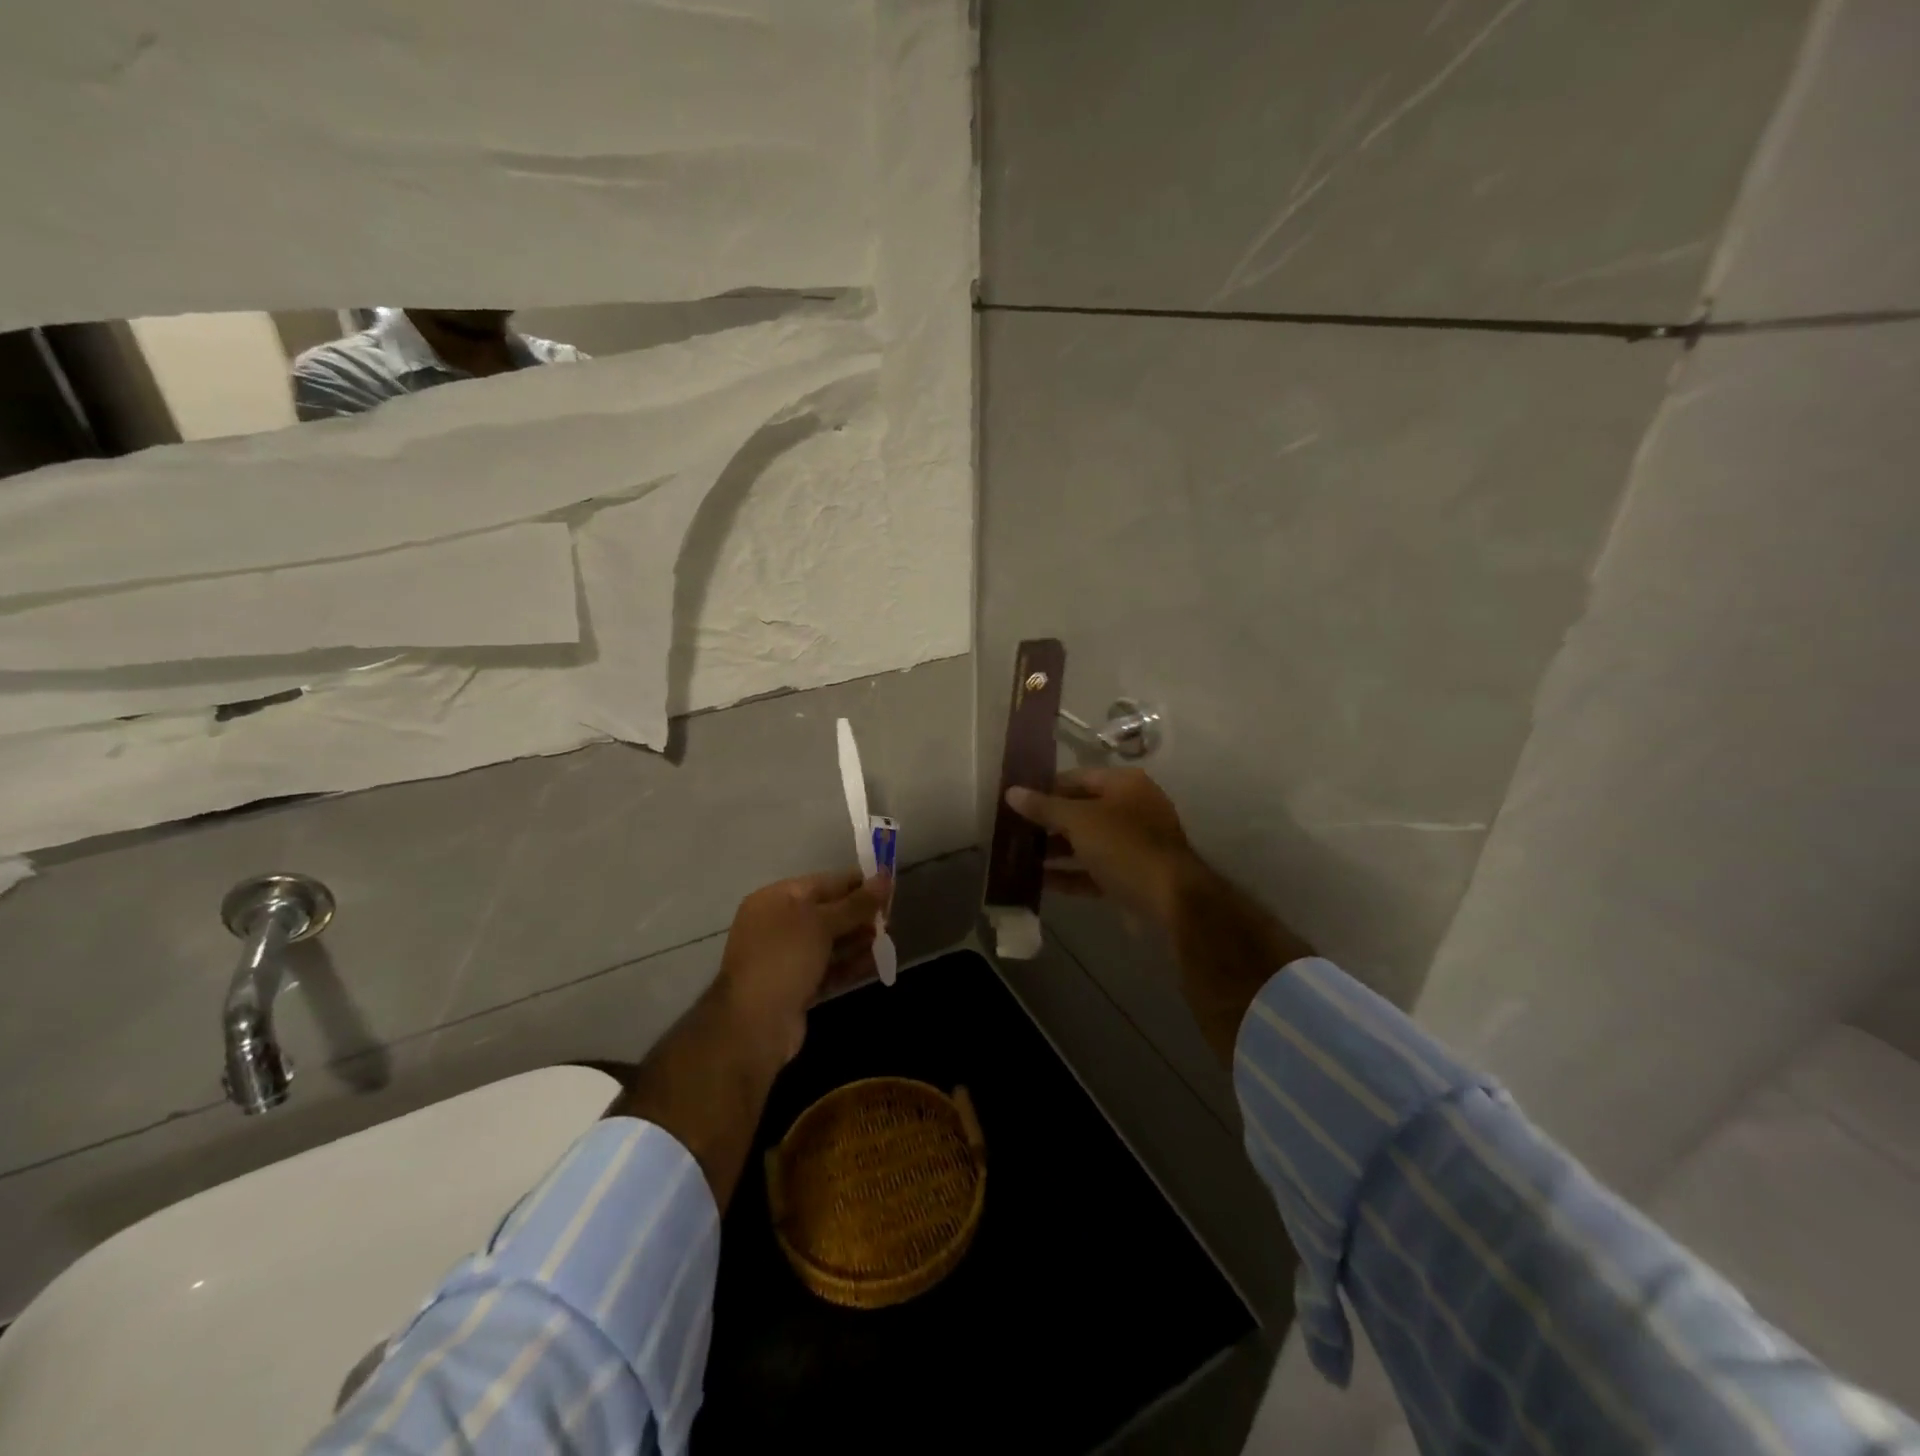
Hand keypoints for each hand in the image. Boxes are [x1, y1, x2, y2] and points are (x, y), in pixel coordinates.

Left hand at [713, 869, 891, 1066]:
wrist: (753, 1025)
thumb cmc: (784, 959)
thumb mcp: (822, 923)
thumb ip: (856, 903)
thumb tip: (885, 877)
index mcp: (776, 899)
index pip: (824, 883)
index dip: (857, 883)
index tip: (890, 886)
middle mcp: (779, 924)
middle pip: (828, 912)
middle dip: (860, 914)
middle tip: (891, 918)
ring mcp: (786, 958)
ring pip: (830, 942)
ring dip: (859, 940)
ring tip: (889, 940)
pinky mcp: (796, 986)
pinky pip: (828, 968)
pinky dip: (851, 964)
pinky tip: (877, 962)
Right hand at [1010, 769, 1309, 1064]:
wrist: (1171, 900)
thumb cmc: (1124, 847)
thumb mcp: (1079, 821)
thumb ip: (1044, 807)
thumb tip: (1012, 792)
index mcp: (1124, 784)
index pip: (1076, 778)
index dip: (1045, 788)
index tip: (1015, 801)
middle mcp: (1131, 809)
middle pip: (1080, 810)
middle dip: (1047, 822)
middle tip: (1012, 831)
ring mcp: (1132, 844)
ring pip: (1085, 842)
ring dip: (1055, 850)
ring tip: (1019, 857)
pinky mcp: (1130, 875)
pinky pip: (1092, 870)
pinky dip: (1069, 874)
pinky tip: (1039, 881)